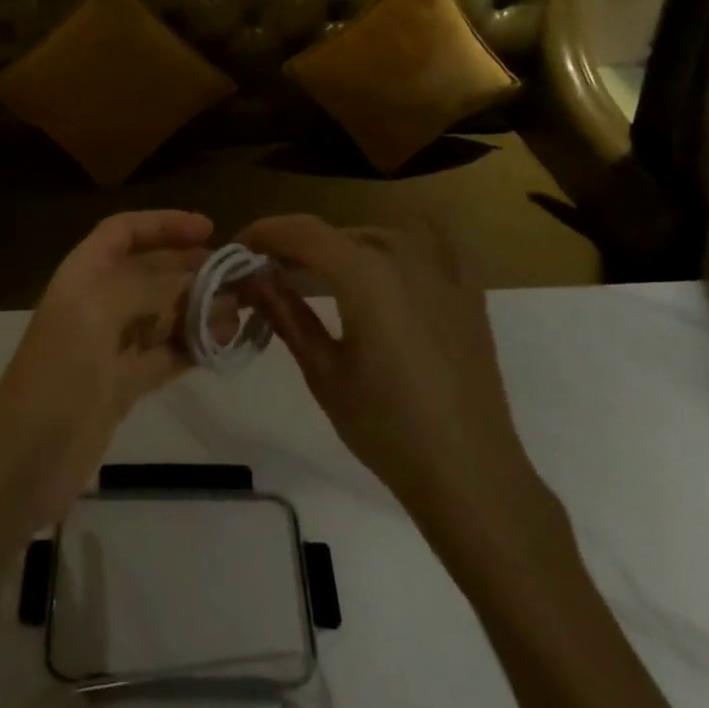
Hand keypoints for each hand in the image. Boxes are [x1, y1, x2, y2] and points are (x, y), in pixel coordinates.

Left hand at [0, 210, 212, 530]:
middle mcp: (97, 302)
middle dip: (191, 269)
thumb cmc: (60, 370)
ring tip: (241, 311)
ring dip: (199, 309)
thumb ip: (155, 288)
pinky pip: (164, 354)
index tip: (209, 229)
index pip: (124, 231)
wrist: (24, 460)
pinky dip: (193, 346)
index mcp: (83, 273)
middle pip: (150, 272)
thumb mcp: (103, 311)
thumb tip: (205, 282)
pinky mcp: (122, 385)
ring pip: (162, 314)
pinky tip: (223, 344)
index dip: (164, 224)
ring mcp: (110, 345)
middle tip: (240, 275)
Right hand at [237, 214, 560, 571]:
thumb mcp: (323, 372)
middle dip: (297, 247)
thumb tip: (252, 278)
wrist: (470, 475)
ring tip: (319, 276)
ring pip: (378, 237)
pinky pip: (434, 243)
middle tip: (269, 275)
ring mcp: (443, 271)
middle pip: (337, 234)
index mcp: (364, 275)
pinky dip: (403, 242)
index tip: (238, 251)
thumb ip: (285, 314)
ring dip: (342, 248)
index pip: (302, 232)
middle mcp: (404, 257)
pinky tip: (389, 258)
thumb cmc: (386, 428)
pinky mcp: (468, 293)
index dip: (264, 233)